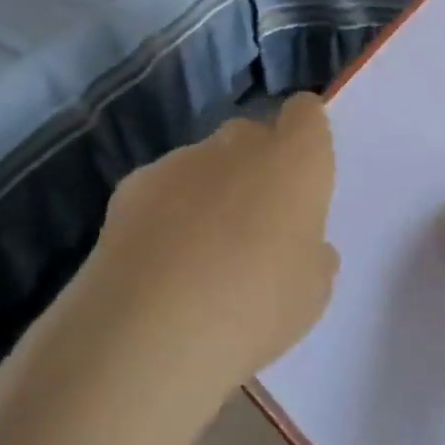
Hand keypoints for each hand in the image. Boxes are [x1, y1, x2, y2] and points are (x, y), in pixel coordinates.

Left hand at [77, 94, 338, 391]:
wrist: (151, 331)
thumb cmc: (256, 308)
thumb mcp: (311, 293)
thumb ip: (312, 255)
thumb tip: (302, 245)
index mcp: (295, 161)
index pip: (305, 113)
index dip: (304, 133)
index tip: (302, 168)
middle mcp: (240, 145)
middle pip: (252, 134)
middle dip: (256, 165)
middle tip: (255, 222)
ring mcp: (181, 160)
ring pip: (204, 162)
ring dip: (210, 190)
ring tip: (200, 251)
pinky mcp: (132, 185)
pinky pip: (163, 187)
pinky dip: (166, 211)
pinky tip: (159, 260)